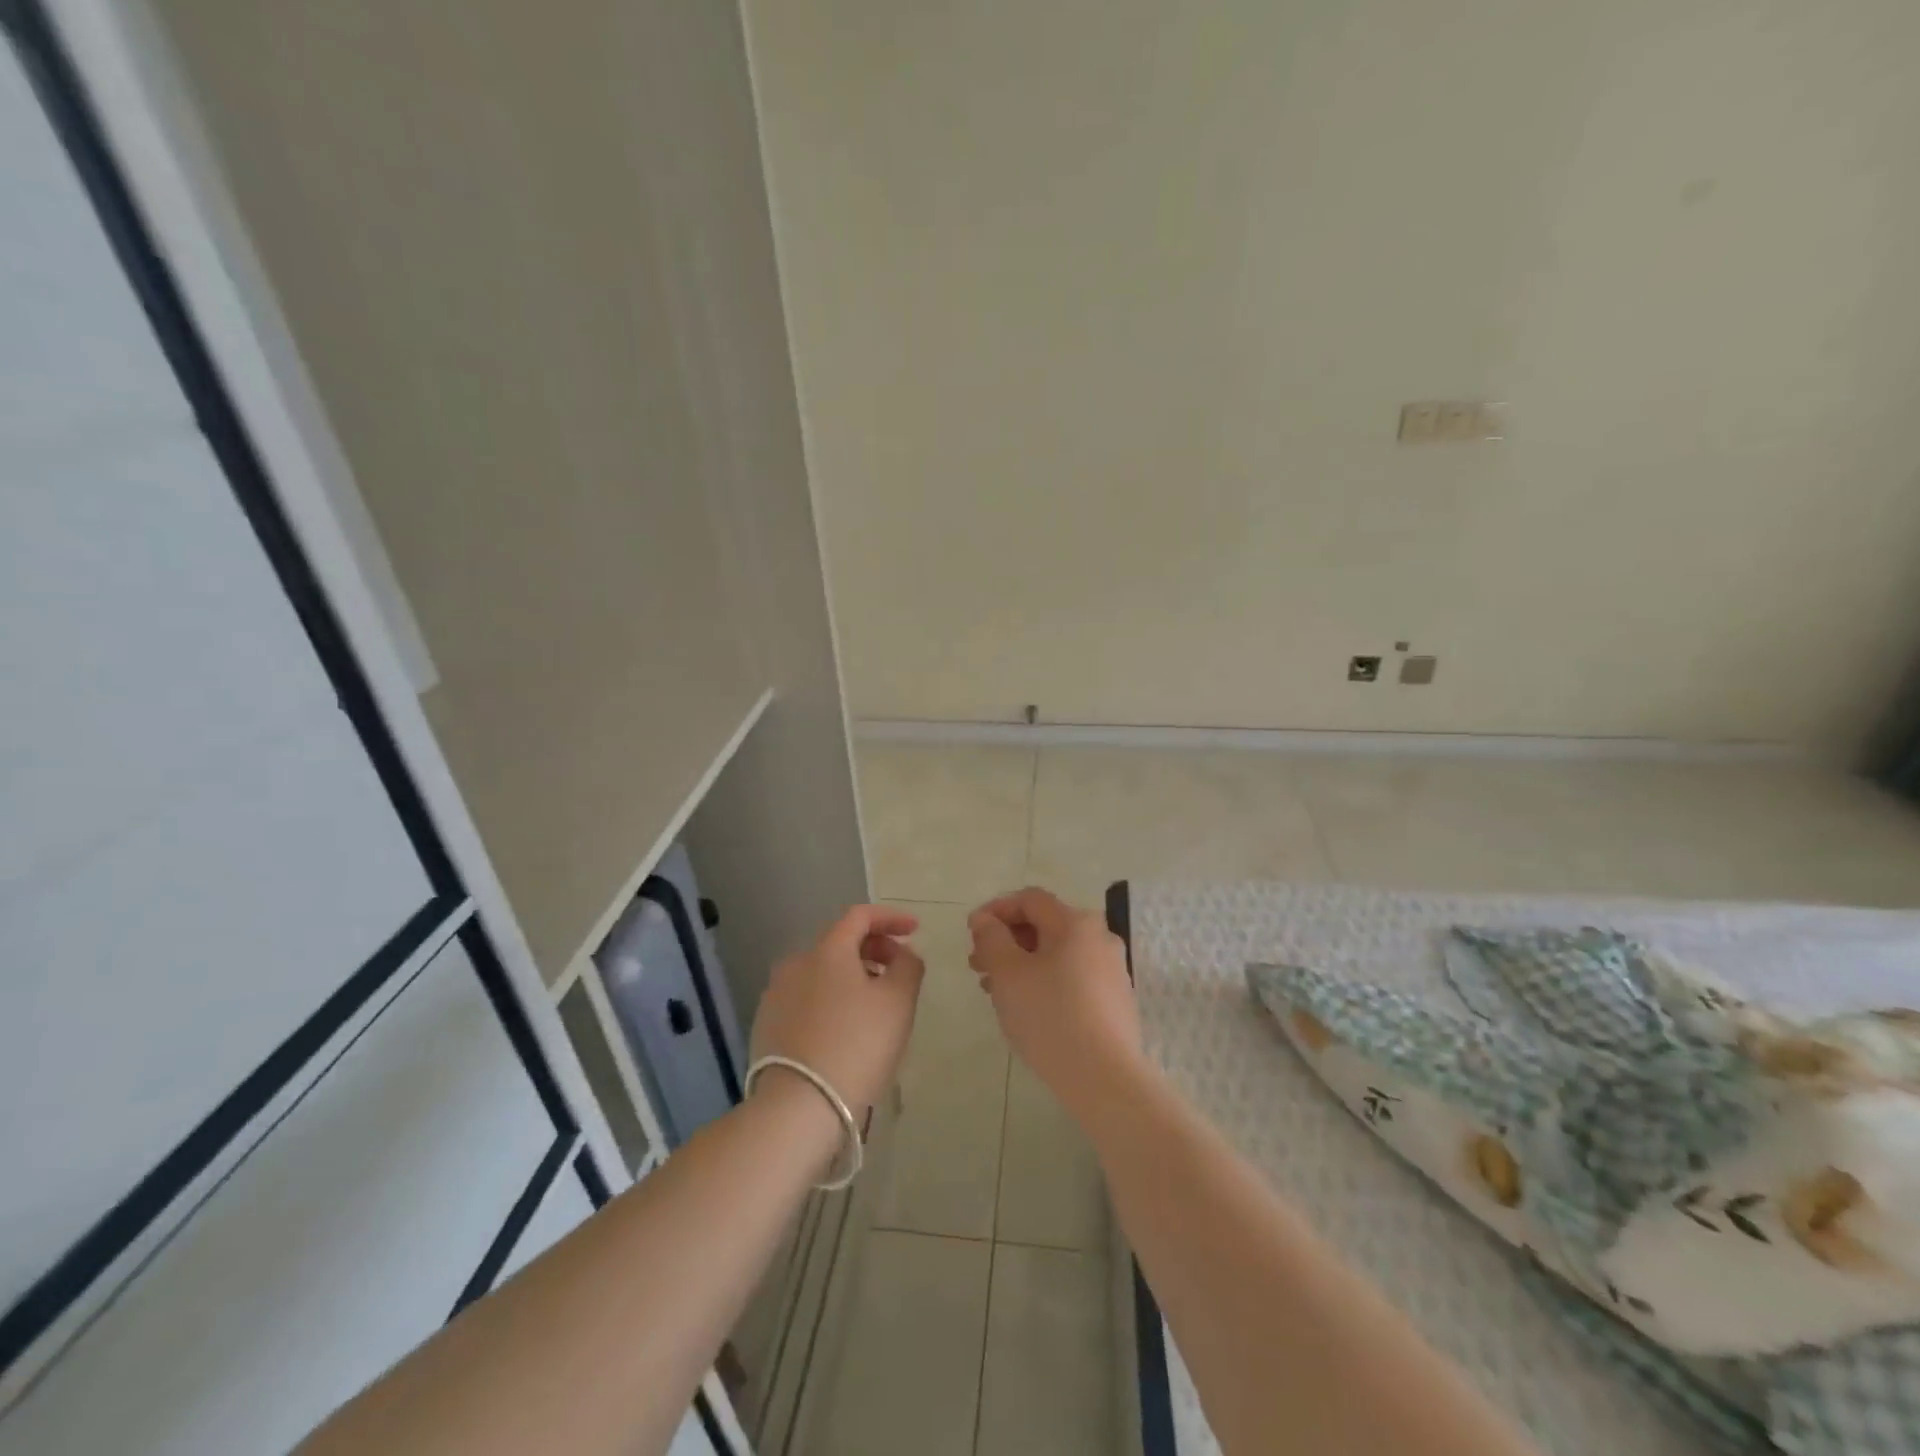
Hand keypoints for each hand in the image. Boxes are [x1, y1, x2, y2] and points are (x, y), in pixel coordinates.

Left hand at [750, 906, 924, 1125]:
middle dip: (874, 949)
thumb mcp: (898, 1002)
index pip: (860, 916)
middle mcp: (796, 963)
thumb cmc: (857, 1046)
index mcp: (827, 950)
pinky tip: (845, 1029)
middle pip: (840, 943)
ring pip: (822, 973)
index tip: (914, 930)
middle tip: (898, 971)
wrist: (798, 1108)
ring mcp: (776, 995)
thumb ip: (908, 966)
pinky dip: (831, 1001)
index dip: (890, 918)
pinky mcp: (767, 1025)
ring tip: (875, 1005)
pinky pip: (807, 999)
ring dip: (852, 977)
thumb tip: (902, 953)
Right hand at [967, 887, 1141, 1110]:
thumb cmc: (1049, 1016)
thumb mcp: (1008, 973)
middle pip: (1045, 925)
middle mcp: (1100, 937)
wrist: (1104, 1078)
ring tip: (995, 991)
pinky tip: (1027, 1008)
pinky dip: (1045, 981)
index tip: (971, 933)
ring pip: (1057, 954)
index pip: (1030, 899)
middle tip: (978, 965)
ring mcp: (1112, 970)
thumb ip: (991, 938)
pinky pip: (1072, 977)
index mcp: (1075, 922)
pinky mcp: (1116, 1000)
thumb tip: (985, 919)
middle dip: (1007, 940)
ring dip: (1022, 963)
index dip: (996, 909)